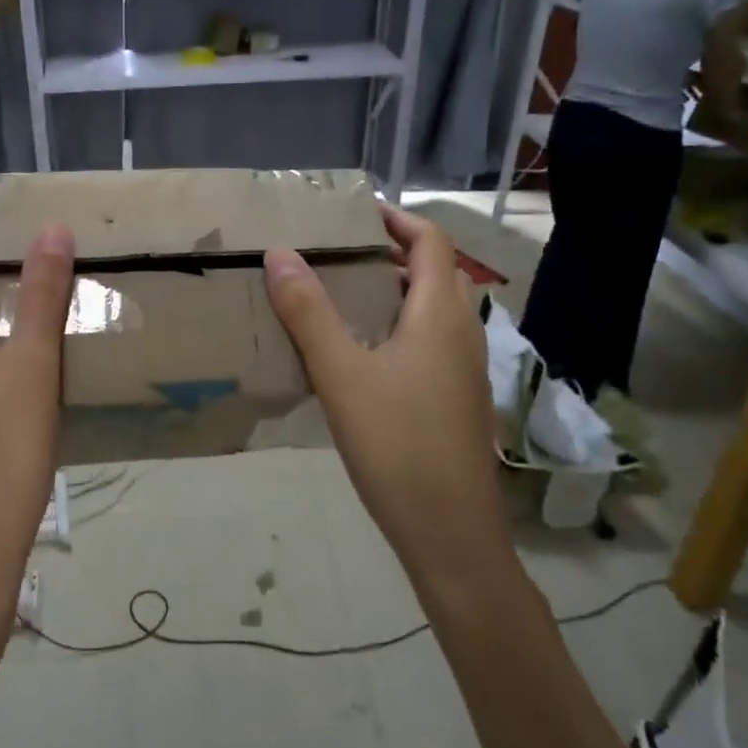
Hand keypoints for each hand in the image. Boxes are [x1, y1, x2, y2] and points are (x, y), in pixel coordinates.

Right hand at [264, 206, 509, 585]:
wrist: (449, 532)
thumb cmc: (396, 443)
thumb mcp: (341, 373)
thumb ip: (308, 312)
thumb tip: (280, 253)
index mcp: (441, 314)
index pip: (431, 242)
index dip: (396, 220)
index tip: (353, 215)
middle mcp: (463, 332)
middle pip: (436, 272)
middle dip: (391, 254)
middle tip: (339, 254)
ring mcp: (466, 369)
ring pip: (434, 310)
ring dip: (396, 291)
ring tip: (344, 296)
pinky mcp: (458, 399)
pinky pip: (432, 341)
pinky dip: (401, 326)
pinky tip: (363, 354)